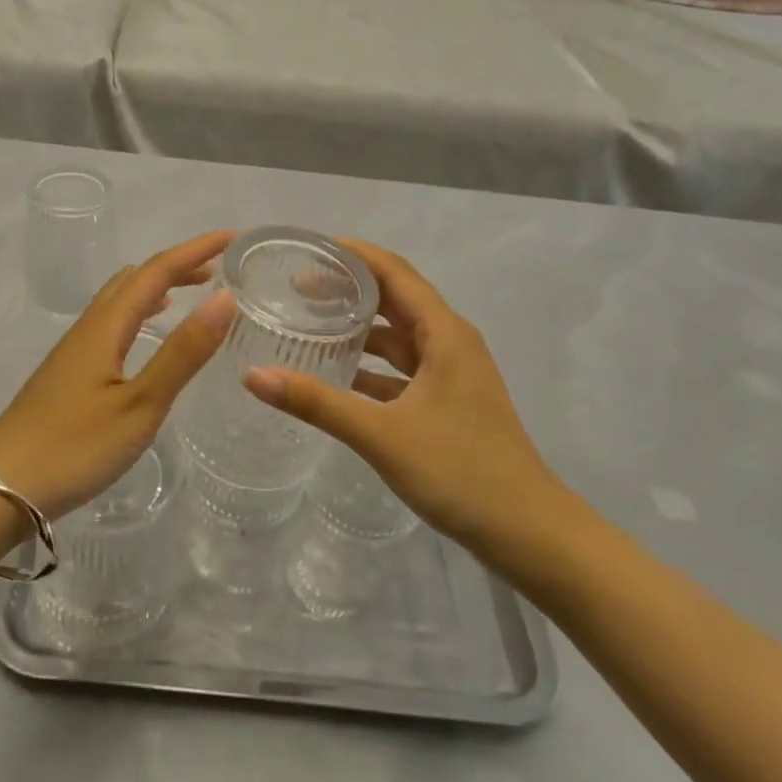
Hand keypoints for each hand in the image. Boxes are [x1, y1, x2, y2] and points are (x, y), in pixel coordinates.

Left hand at [0, 231, 236, 520]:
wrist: (0, 488)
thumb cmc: (75, 447)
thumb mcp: (141, 404)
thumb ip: (182, 353)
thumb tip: (224, 297)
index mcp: (106, 326)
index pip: (157, 271)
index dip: (195, 250)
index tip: (233, 238)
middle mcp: (88, 328)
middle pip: (135, 278)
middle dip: (178, 265)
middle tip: (218, 268)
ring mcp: (74, 350)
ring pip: (120, 300)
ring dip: (158, 287)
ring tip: (191, 292)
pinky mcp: (68, 374)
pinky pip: (111, 323)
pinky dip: (140, 313)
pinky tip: (146, 336)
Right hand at [243, 239, 581, 571]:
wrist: (527, 532)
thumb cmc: (461, 471)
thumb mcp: (381, 434)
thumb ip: (317, 403)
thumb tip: (253, 376)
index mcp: (444, 333)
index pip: (394, 272)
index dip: (353, 254)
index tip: (308, 249)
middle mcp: (450, 342)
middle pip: (395, 299)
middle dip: (350, 288)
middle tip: (296, 285)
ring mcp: (451, 374)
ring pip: (398, 336)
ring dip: (359, 327)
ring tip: (309, 323)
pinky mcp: (447, 402)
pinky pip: (402, 369)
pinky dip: (371, 365)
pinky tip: (337, 375)